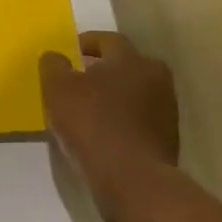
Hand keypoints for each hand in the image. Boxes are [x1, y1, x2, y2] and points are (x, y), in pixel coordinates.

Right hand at [41, 32, 178, 212]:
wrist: (133, 182)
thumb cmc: (93, 124)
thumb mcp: (58, 88)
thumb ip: (53, 65)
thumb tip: (56, 57)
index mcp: (133, 59)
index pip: (107, 40)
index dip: (84, 44)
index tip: (66, 55)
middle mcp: (156, 78)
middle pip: (123, 66)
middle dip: (99, 71)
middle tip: (75, 82)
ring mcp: (166, 111)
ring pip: (132, 94)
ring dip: (111, 97)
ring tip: (86, 111)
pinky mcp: (167, 140)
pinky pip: (137, 120)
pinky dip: (120, 121)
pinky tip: (101, 134)